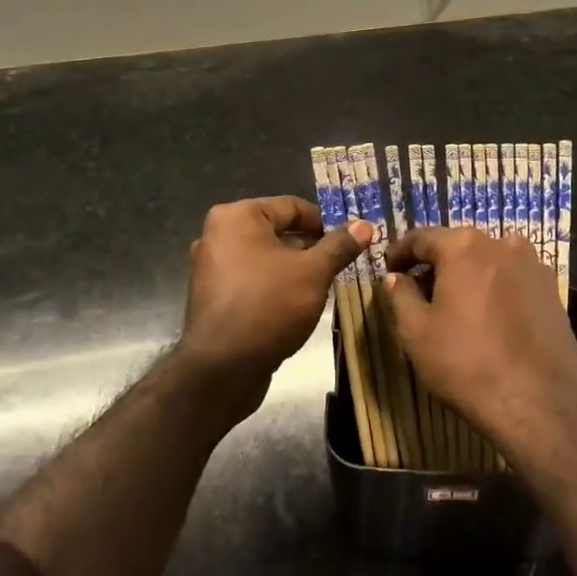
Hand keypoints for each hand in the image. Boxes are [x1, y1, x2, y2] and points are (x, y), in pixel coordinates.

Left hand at [180, 197, 370, 406]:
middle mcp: (218, 235)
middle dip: (311, 247)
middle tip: (342, 263)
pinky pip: (252, 280)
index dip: (325, 222)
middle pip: (278, 231)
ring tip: (325, 285)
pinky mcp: (213, 297)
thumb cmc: (268, 306)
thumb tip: (364, 225)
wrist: (222, 369)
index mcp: (237, 217)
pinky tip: (299, 305)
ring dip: (295, 269)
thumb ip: (339, 246)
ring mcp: (211, 267)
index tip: (351, 240)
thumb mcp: (313, 272)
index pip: (292, 206)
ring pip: (266, 258)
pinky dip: (275, 286)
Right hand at [383, 227, 576, 465]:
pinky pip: (514, 279)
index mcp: (464, 246)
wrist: (538, 404)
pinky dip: (497, 288)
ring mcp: (533, 266)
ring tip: (457, 302)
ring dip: (470, 273)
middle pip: (459, 245)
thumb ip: (401, 295)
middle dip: (436, 262)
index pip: (422, 237)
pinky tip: (490, 315)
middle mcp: (501, 244)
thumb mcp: (416, 331)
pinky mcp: (552, 292)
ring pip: (490, 259)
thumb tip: (396, 277)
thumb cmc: (466, 363)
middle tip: (419, 288)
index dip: (401, 252)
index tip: (389, 268)